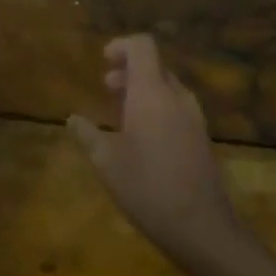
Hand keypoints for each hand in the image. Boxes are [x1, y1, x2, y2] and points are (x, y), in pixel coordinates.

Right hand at [69, 35, 238, 265]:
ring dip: (143, 90)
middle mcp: (177, 97)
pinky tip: (143, 139)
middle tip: (107, 88)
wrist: (202, 228)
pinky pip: (177, 108)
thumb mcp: (107, 162)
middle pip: (154, 65)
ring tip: (121, 114)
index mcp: (152, 92)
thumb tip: (73, 119)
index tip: (103, 61)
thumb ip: (88, 135)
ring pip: (167, 88)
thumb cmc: (148, 187)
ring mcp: (194, 118)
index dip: (122, 46)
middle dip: (129, 71)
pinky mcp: (202, 138)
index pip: (142, 46)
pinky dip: (157, 108)